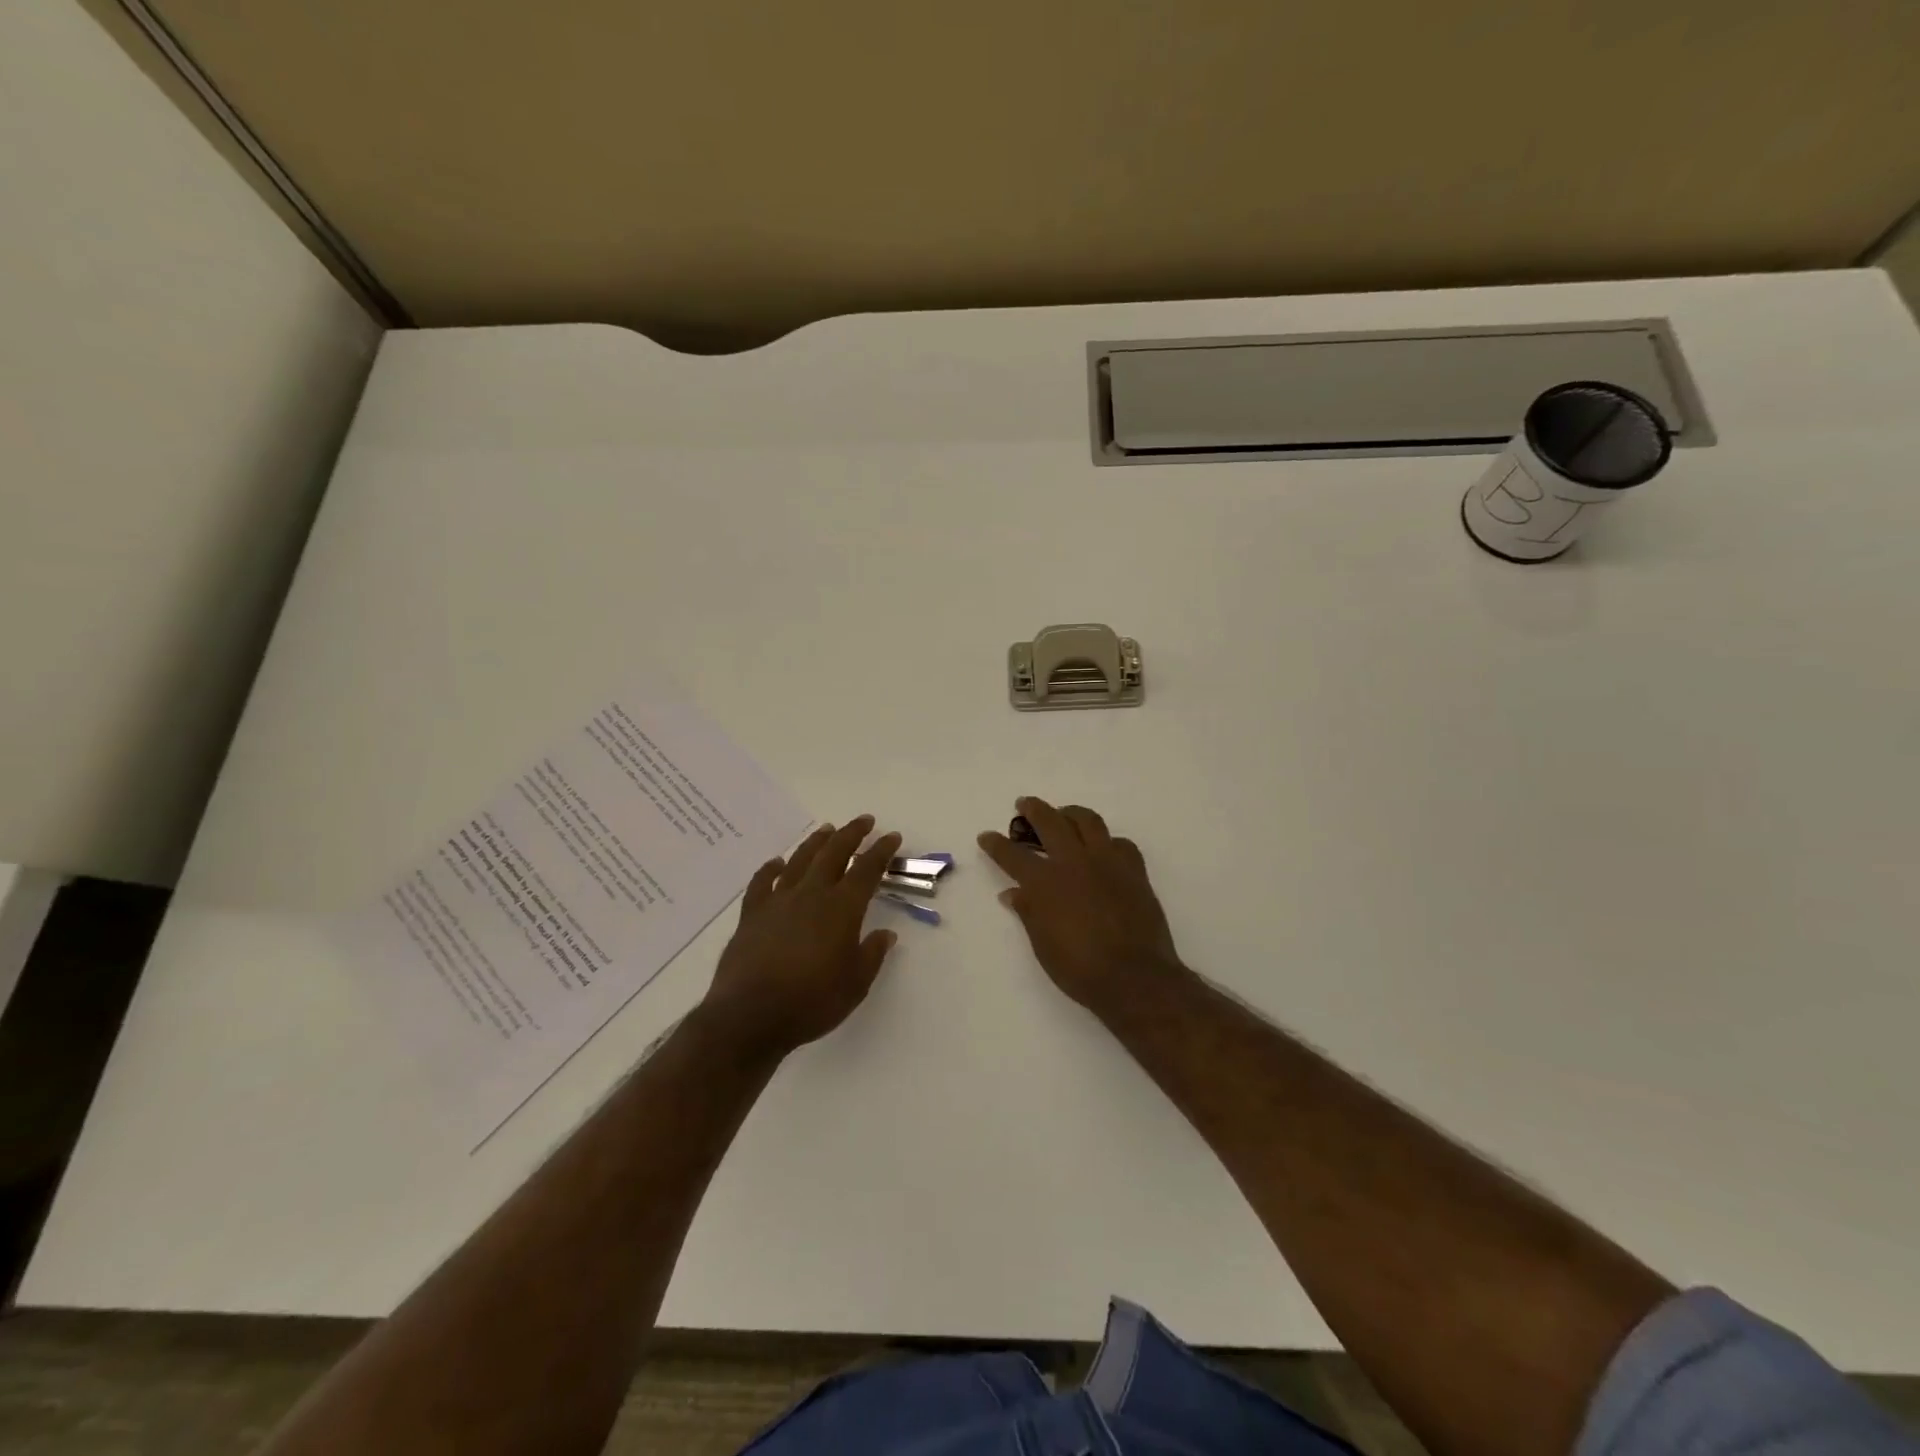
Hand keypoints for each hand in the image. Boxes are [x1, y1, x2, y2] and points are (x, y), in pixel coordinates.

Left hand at [701, 816, 901, 1058]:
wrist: (750, 1016)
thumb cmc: (811, 1002)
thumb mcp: (855, 984)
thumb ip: (871, 954)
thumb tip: (885, 934)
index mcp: (841, 908)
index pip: (867, 870)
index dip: (881, 851)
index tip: (892, 837)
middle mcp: (811, 895)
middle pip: (833, 853)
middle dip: (851, 834)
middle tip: (864, 821)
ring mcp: (778, 901)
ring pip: (799, 860)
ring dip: (816, 842)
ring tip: (827, 829)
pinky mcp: (751, 915)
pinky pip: (762, 882)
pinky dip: (771, 869)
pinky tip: (777, 863)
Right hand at [978, 797, 1185, 1014]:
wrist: (1135, 977)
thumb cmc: (1080, 969)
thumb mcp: (1043, 945)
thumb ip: (1028, 913)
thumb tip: (1013, 894)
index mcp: (1045, 883)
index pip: (1013, 855)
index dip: (996, 844)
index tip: (986, 836)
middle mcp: (1074, 862)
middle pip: (1050, 822)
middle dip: (1033, 809)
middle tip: (1024, 804)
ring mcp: (1107, 862)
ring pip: (1088, 821)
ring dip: (1071, 813)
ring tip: (1064, 814)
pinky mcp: (1134, 870)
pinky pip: (1120, 843)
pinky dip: (1108, 841)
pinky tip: (1104, 849)